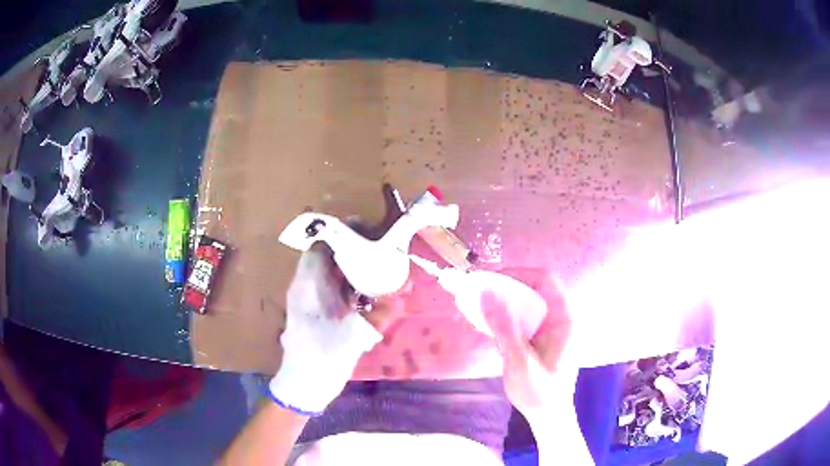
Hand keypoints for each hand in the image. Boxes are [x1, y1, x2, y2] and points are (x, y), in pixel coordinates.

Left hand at [268, 245, 402, 415]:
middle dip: (352, 252)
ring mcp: (309, 302)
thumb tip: (400, 296)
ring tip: (379, 269)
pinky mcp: (315, 314)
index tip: (368, 234)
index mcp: (308, 286)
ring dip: (352, 270)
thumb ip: (378, 315)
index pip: (320, 246)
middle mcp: (306, 288)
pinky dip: (349, 288)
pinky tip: (369, 296)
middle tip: (381, 251)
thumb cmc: (322, 358)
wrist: (303, 386)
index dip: (342, 235)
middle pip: (327, 258)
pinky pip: (333, 291)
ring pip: (330, 275)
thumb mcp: (353, 337)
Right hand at [481, 270, 592, 464]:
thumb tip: (486, 294)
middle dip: (506, 286)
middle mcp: (560, 318)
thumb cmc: (539, 392)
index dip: (519, 273)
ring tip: (478, 304)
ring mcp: (551, 328)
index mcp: (565, 319)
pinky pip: (523, 318)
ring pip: (527, 303)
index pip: (546, 280)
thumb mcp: (519, 361)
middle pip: (534, 288)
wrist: (547, 416)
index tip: (491, 280)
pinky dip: (505, 317)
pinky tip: (486, 323)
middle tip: (479, 291)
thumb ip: (504, 327)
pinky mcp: (541, 338)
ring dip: (503, 301)